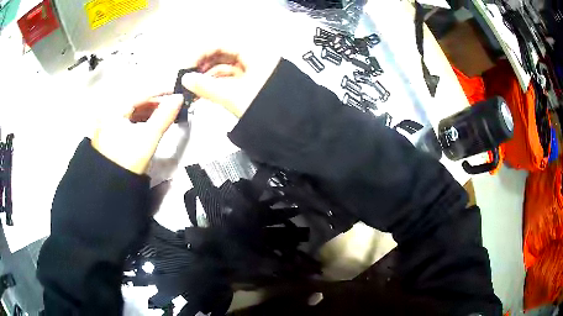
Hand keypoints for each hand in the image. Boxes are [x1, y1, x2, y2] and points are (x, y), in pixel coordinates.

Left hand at [92, 94, 183, 174]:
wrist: (111, 188)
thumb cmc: (127, 162)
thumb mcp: (147, 139)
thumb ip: (163, 117)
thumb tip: (179, 98)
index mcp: (113, 111)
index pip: (139, 93)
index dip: (159, 90)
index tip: (176, 91)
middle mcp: (108, 113)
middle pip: (135, 101)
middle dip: (155, 102)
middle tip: (172, 104)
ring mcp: (107, 123)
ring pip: (132, 110)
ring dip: (149, 111)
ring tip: (165, 114)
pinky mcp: (110, 133)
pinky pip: (128, 119)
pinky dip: (140, 119)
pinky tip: (151, 122)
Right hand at [181, 48, 280, 117]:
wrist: (293, 129)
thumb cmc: (267, 108)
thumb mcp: (233, 95)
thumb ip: (206, 86)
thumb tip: (186, 79)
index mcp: (254, 53)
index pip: (220, 44)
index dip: (200, 54)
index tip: (185, 67)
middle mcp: (254, 58)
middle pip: (221, 56)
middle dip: (202, 66)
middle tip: (186, 79)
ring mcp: (253, 72)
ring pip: (224, 69)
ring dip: (207, 77)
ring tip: (191, 89)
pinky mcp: (252, 85)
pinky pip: (230, 81)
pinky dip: (216, 86)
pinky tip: (202, 93)